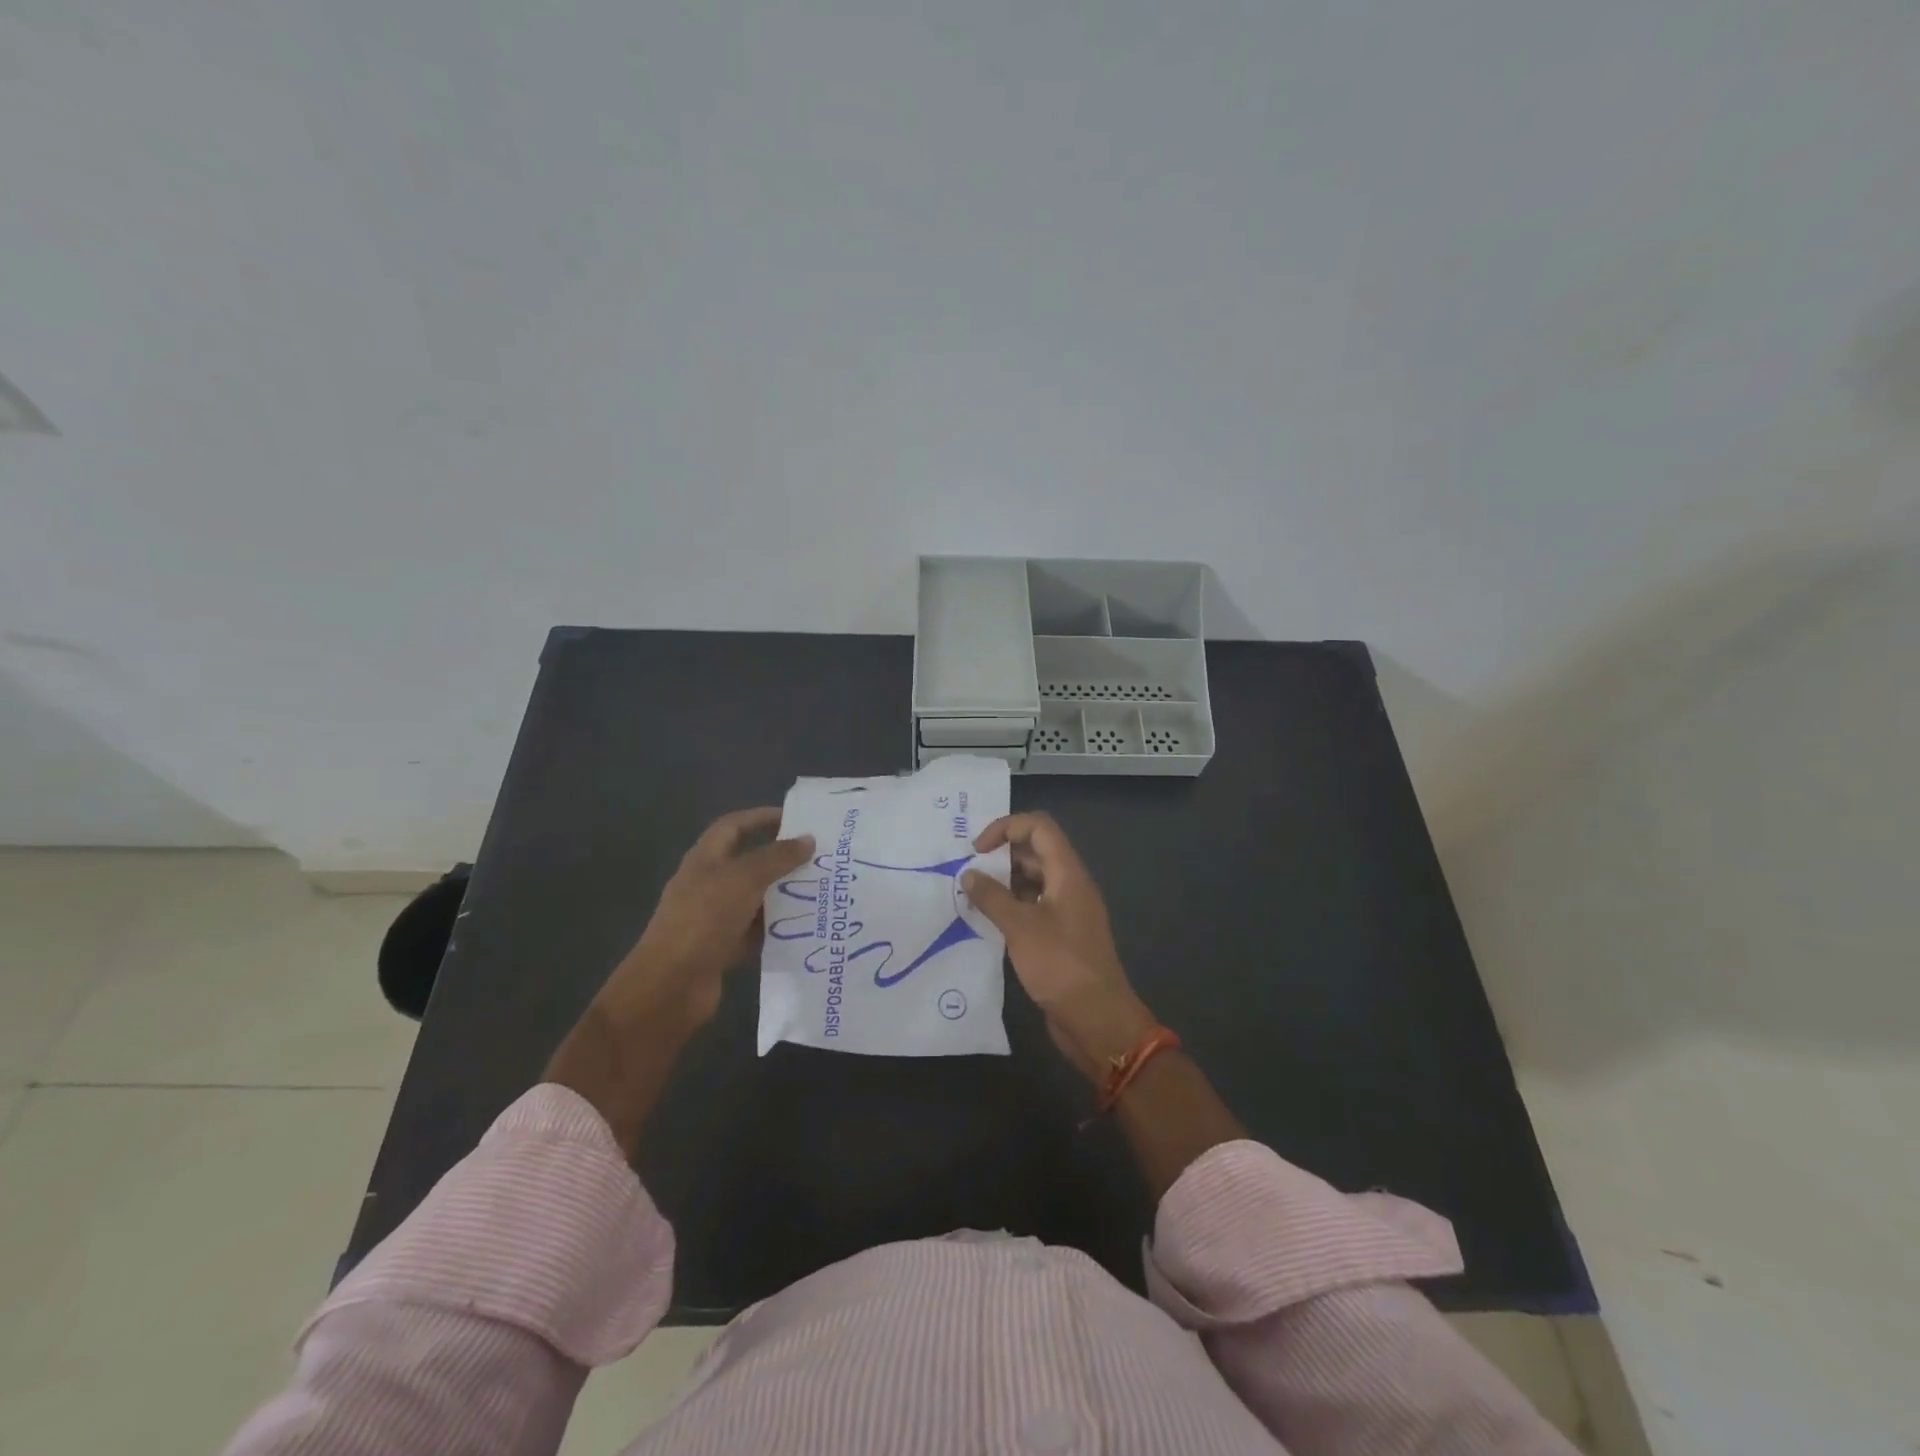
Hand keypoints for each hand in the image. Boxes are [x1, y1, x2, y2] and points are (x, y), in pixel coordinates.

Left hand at [612, 807, 814, 1033]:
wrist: (670, 987)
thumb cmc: (703, 920)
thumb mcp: (743, 880)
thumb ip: (777, 858)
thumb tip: (808, 839)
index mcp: (705, 859)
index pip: (734, 826)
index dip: (762, 818)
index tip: (798, 819)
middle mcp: (708, 884)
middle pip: (748, 862)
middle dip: (782, 859)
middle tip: (819, 859)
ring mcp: (714, 918)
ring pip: (755, 899)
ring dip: (783, 896)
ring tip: (821, 892)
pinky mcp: (722, 948)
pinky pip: (755, 932)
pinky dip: (776, 929)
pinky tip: (804, 929)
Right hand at [962, 812, 1155, 1082]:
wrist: (1097, 1019)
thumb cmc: (1061, 965)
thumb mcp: (1020, 927)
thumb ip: (992, 897)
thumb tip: (969, 874)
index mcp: (1068, 873)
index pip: (1039, 828)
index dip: (1006, 828)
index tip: (977, 850)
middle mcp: (1070, 885)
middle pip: (1035, 851)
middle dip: (1001, 855)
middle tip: (968, 872)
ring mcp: (1067, 910)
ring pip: (1033, 880)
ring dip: (1003, 881)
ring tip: (972, 895)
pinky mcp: (1061, 935)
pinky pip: (1033, 906)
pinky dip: (1011, 905)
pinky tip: (987, 919)